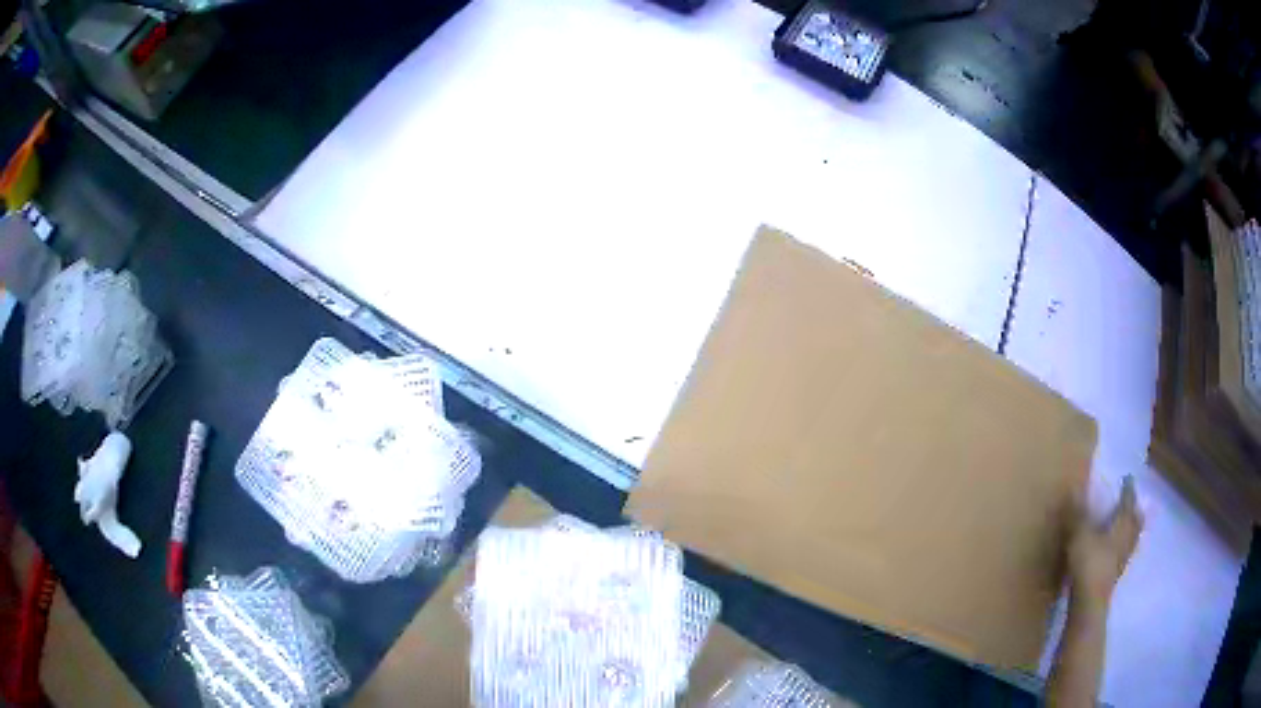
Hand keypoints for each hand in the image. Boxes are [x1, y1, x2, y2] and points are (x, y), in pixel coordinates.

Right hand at [1066, 475, 1143, 610]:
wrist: (1089, 603)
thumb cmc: (1089, 563)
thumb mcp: (1080, 535)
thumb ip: (1077, 514)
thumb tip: (1073, 488)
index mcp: (1123, 523)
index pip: (1128, 501)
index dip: (1128, 489)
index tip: (1128, 478)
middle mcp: (1127, 538)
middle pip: (1136, 521)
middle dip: (1134, 511)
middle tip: (1132, 504)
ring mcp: (1122, 559)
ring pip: (1131, 539)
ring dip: (1129, 530)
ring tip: (1122, 526)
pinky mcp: (1113, 576)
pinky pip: (1122, 554)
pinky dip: (1120, 547)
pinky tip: (1111, 550)